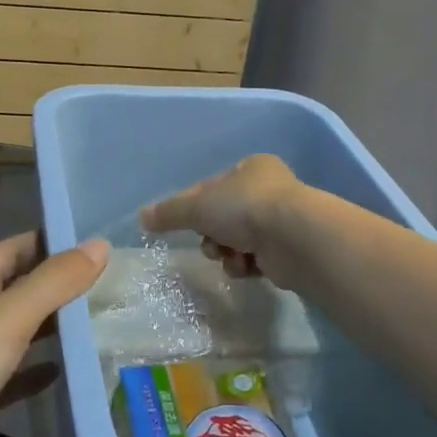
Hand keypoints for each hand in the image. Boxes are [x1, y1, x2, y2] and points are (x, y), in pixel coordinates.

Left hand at [0, 232, 106, 436]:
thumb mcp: (7, 318)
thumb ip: (53, 283)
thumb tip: (100, 243)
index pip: (16, 248)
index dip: (50, 239)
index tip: (94, 238)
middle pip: (19, 288)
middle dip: (58, 283)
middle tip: (110, 282)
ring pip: (17, 331)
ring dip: (51, 326)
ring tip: (98, 322)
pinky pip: (10, 376)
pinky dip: (36, 371)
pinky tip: (64, 373)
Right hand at [140, 154, 303, 283]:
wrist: (294, 239)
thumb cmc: (245, 208)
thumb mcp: (198, 206)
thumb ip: (169, 212)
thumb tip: (142, 218)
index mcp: (250, 169)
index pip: (211, 187)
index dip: (193, 206)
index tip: (183, 223)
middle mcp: (268, 190)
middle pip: (223, 216)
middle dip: (211, 234)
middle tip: (210, 243)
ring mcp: (280, 221)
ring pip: (237, 240)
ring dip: (227, 253)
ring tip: (231, 257)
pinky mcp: (287, 250)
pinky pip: (255, 259)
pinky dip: (246, 265)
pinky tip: (247, 267)